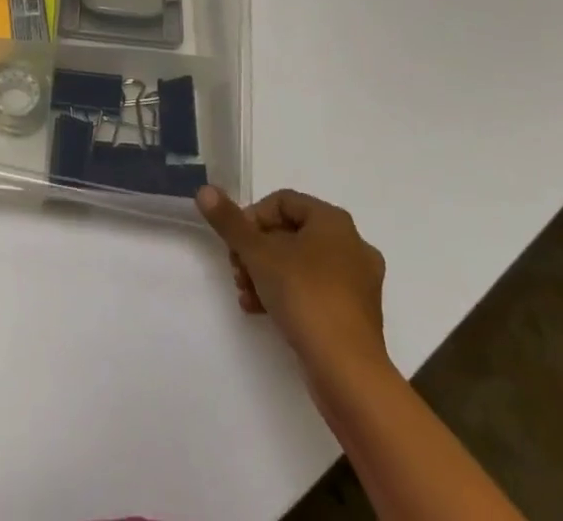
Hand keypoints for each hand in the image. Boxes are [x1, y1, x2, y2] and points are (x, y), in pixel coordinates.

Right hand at [196, 186, 389, 385]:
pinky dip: (287, 294)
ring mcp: (358, 283)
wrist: (347, 372)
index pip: (282, 201)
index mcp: (334, 221)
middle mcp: (352, 245)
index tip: (235, 242)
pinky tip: (260, 311)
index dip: (252, 217)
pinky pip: (314, 291)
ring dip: (266, 273)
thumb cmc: (305, 296)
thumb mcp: (258, 254)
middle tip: (236, 269)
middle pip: (290, 233)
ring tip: (244, 293)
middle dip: (256, 250)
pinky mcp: (356, 316)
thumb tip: (205, 191)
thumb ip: (230, 221)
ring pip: (301, 264)